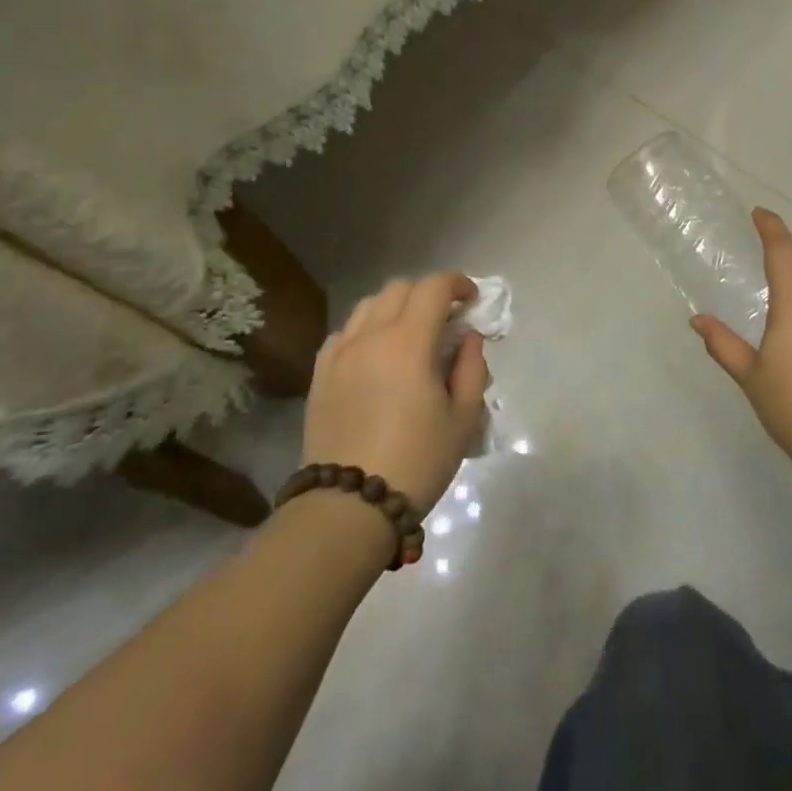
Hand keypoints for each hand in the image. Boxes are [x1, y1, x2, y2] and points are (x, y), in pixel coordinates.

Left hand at [302, 272, 489, 515]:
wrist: (349, 506)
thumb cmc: (417, 461)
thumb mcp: (463, 417)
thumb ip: (472, 367)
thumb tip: (469, 337)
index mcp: (409, 342)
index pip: (433, 287)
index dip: (457, 284)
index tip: (472, 300)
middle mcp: (370, 336)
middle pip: (399, 288)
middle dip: (428, 293)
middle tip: (447, 318)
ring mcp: (339, 354)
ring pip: (368, 306)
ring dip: (396, 307)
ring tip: (411, 334)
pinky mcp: (320, 375)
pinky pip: (344, 333)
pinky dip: (367, 329)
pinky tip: (377, 355)